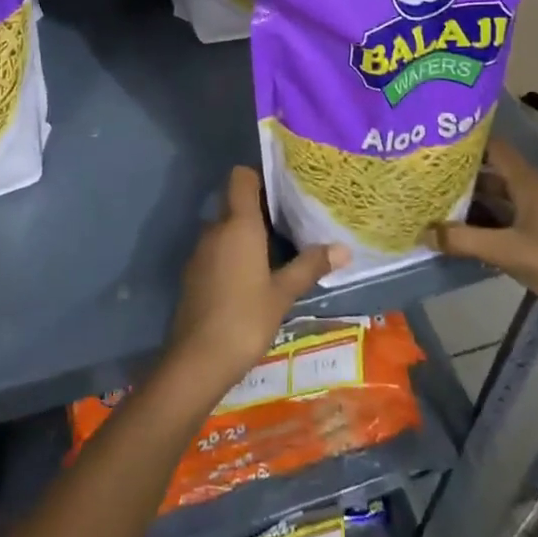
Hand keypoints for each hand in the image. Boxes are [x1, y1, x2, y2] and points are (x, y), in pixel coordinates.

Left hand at [161, 168, 346, 410]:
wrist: (197, 360)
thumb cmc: (245, 319)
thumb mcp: (283, 293)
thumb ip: (310, 266)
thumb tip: (344, 249)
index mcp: (238, 224)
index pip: (241, 177)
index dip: (259, 176)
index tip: (283, 189)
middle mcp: (215, 229)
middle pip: (235, 203)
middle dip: (259, 209)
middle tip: (291, 222)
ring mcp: (201, 251)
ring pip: (226, 228)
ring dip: (247, 234)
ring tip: (278, 250)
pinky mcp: (194, 273)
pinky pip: (217, 250)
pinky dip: (233, 254)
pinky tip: (253, 277)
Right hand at [424, 135, 537, 366]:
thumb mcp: (509, 252)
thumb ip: (465, 241)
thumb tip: (423, 231)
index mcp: (529, 184)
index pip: (494, 148)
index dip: (466, 141)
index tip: (433, 140)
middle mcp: (532, 194)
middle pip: (491, 175)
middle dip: (460, 175)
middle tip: (423, 174)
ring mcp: (537, 219)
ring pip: (496, 202)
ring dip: (469, 204)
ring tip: (431, 202)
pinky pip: (502, 226)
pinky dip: (481, 228)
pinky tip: (456, 235)